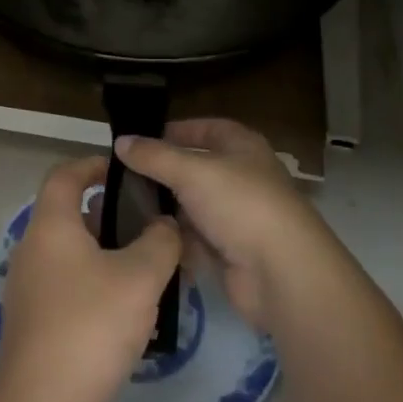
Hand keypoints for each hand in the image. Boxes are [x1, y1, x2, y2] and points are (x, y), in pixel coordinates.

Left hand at [0, 155, 182, 401]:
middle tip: (148, 225)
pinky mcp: (34, 324)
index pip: (65, 174)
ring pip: (70, 254)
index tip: (125, 171)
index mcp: (51, 226)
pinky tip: (127, 311)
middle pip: (68, 215)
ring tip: (147, 268)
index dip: (93, 164)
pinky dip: (94, 284)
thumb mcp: (140, 277)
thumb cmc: (92, 325)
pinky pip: (67, 286)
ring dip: (105, 253)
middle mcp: (32, 250)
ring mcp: (29, 289)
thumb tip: (165, 225)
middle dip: (109, 215)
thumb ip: (160, 242)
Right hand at [114, 119, 330, 330]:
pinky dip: (175, 240)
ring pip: (192, 206)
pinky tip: (144, 240)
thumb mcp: (191, 171)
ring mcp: (237, 216)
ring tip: (123, 210)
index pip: (207, 128)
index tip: (141, 139)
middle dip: (162, 174)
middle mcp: (241, 177)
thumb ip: (154, 156)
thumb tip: (121, 141)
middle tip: (122, 178)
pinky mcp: (230, 251)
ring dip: (165, 210)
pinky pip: (195, 239)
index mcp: (242, 147)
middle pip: (195, 169)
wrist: (281, 272)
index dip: (176, 130)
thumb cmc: (240, 204)